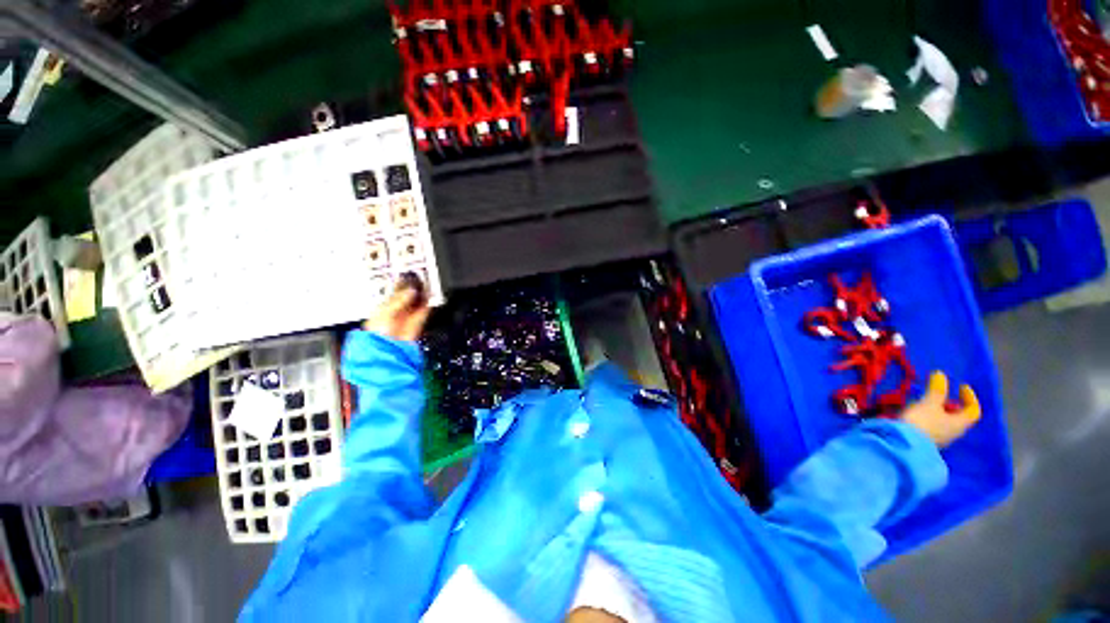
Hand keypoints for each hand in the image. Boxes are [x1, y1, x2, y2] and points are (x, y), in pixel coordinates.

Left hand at [362, 275, 429, 341]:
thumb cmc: (378, 333)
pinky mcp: (417, 323)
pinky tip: (430, 295)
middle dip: (412, 288)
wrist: (389, 349)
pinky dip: (428, 303)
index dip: (400, 284)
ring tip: (426, 284)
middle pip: (406, 297)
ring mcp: (407, 318)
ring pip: (417, 302)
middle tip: (418, 278)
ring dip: (422, 294)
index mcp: (382, 309)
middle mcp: (395, 313)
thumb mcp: (385, 311)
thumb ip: (399, 299)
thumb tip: (411, 290)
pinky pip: (424, 311)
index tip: (407, 276)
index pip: (393, 293)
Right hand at [899, 371, 980, 447]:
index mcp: (960, 423)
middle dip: (951, 405)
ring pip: (945, 422)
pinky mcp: (926, 441)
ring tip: (926, 402)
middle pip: (959, 417)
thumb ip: (936, 390)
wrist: (903, 444)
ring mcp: (940, 438)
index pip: (973, 410)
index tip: (961, 386)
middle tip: (941, 394)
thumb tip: (941, 374)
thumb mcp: (929, 403)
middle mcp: (954, 432)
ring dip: (939, 411)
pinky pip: (933, 427)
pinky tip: (917, 414)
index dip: (970, 397)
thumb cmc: (922, 421)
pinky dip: (929, 418)